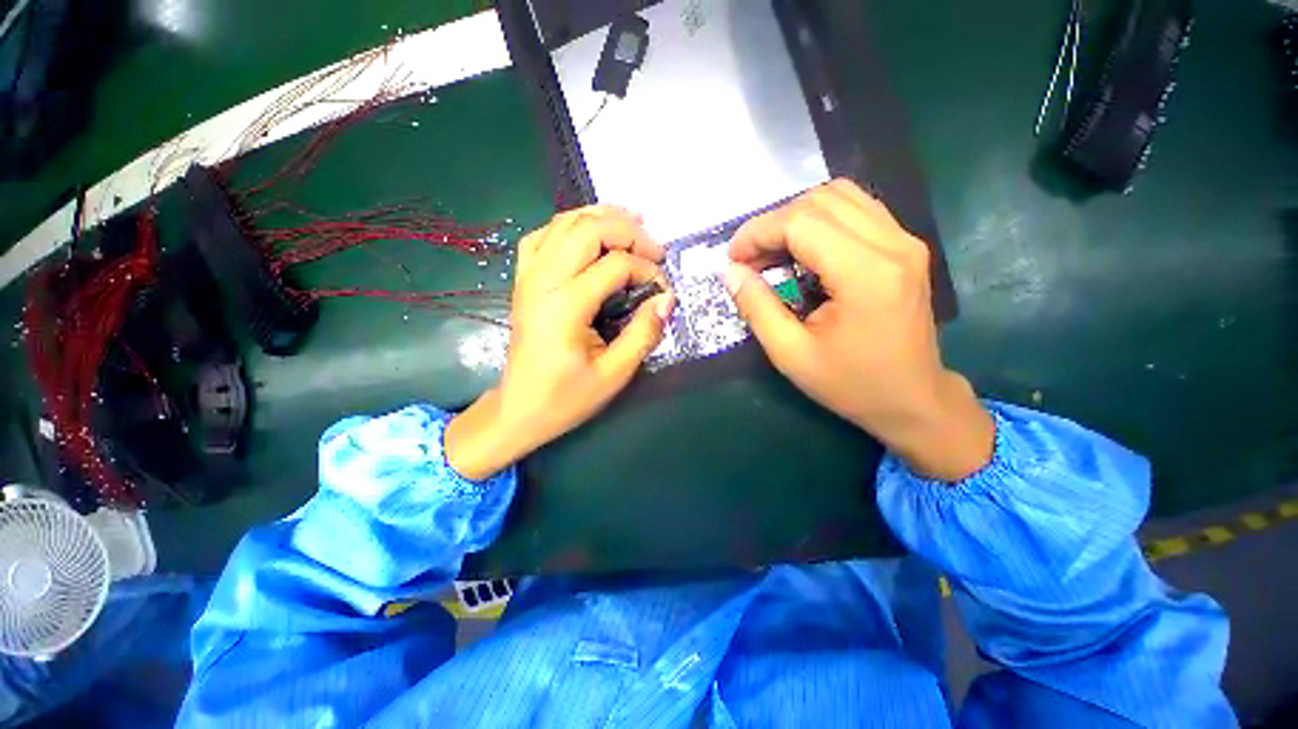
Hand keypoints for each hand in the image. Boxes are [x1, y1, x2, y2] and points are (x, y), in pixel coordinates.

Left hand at [446, 206, 674, 480]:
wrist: (519, 409)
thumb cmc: (566, 398)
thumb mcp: (614, 374)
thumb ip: (643, 334)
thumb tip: (667, 299)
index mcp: (566, 305)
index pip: (616, 265)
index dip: (648, 270)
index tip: (664, 290)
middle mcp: (543, 280)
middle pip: (588, 229)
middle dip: (628, 230)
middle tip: (655, 247)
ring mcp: (529, 276)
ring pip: (564, 222)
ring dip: (601, 216)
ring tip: (632, 222)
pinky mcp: (524, 280)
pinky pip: (543, 235)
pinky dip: (570, 225)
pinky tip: (588, 233)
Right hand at [725, 180, 992, 481]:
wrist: (913, 399)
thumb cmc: (851, 384)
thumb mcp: (791, 354)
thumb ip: (757, 308)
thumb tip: (731, 272)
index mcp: (866, 274)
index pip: (802, 221)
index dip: (758, 232)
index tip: (733, 259)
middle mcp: (893, 244)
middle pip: (820, 200)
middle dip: (773, 224)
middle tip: (750, 260)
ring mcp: (905, 240)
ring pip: (839, 196)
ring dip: (796, 218)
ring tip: (773, 254)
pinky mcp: (906, 245)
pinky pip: (856, 210)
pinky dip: (820, 221)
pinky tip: (804, 252)